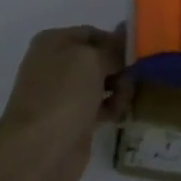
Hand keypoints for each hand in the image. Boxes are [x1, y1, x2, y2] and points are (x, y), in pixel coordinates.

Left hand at [0, 26, 128, 180]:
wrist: (40, 148)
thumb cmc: (63, 94)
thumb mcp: (91, 60)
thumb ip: (112, 50)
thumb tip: (124, 42)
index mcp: (53, 42)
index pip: (91, 33)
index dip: (116, 40)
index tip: (140, 52)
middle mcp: (56, 64)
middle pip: (98, 59)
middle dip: (119, 66)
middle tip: (138, 76)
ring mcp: (64, 94)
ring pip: (101, 83)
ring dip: (119, 88)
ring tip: (124, 99)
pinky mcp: (74, 119)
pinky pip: (100, 106)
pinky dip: (112, 107)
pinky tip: (119, 114)